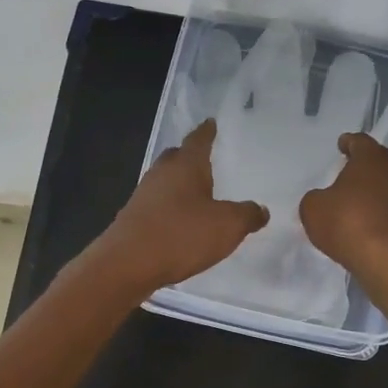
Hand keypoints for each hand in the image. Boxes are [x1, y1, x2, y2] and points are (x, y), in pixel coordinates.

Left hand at [89, 120, 269, 296]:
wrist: (126, 264)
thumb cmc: (181, 235)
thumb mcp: (227, 226)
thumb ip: (247, 215)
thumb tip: (260, 209)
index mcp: (185, 165)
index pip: (198, 140)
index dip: (207, 131)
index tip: (211, 122)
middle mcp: (161, 173)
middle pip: (176, 156)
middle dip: (190, 156)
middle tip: (206, 158)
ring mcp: (143, 195)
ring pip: (165, 180)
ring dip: (179, 183)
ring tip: (197, 192)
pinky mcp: (133, 218)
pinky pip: (157, 203)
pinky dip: (170, 206)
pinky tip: (180, 221)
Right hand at [299, 132, 387, 287]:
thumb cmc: (348, 224)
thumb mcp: (313, 208)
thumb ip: (316, 197)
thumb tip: (324, 200)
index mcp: (371, 158)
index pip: (360, 141)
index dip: (348, 143)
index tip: (341, 145)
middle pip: (377, 161)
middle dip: (362, 166)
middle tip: (346, 173)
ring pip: (387, 184)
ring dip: (373, 189)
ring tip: (354, 200)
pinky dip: (379, 210)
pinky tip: (365, 222)